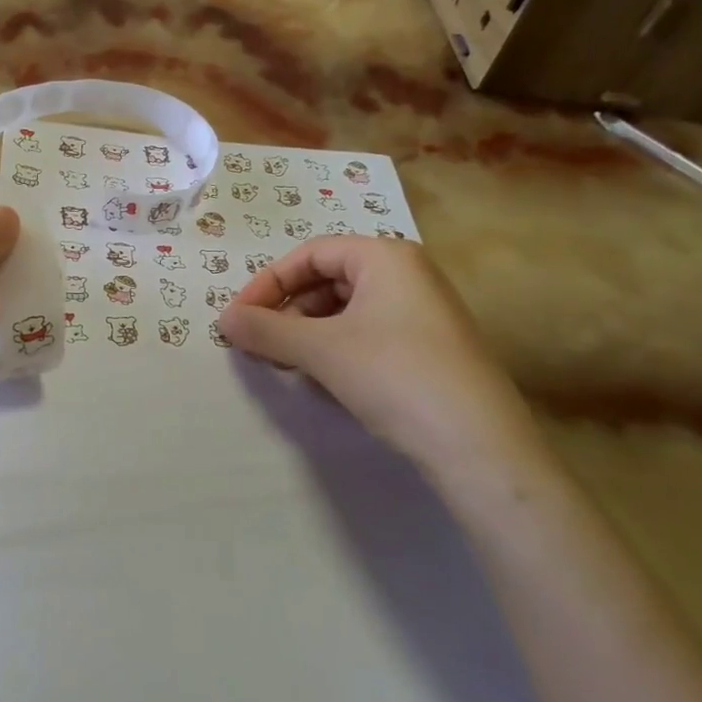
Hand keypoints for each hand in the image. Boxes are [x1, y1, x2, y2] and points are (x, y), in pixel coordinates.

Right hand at [221, 236, 544, 475]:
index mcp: (386, 257)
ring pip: (346, 310)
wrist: (478, 446)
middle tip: (260, 344)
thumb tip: (223, 320)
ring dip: (308, 333)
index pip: (310, 254)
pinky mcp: (430, 348)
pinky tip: (324, 380)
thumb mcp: (320, 349)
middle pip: (328, 280)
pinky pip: (368, 334)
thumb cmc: (393, 376)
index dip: (268, 283)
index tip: (238, 317)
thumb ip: (266, 329)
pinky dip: (336, 349)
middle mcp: (408, 274)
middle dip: (287, 310)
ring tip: (287, 365)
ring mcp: (423, 312)